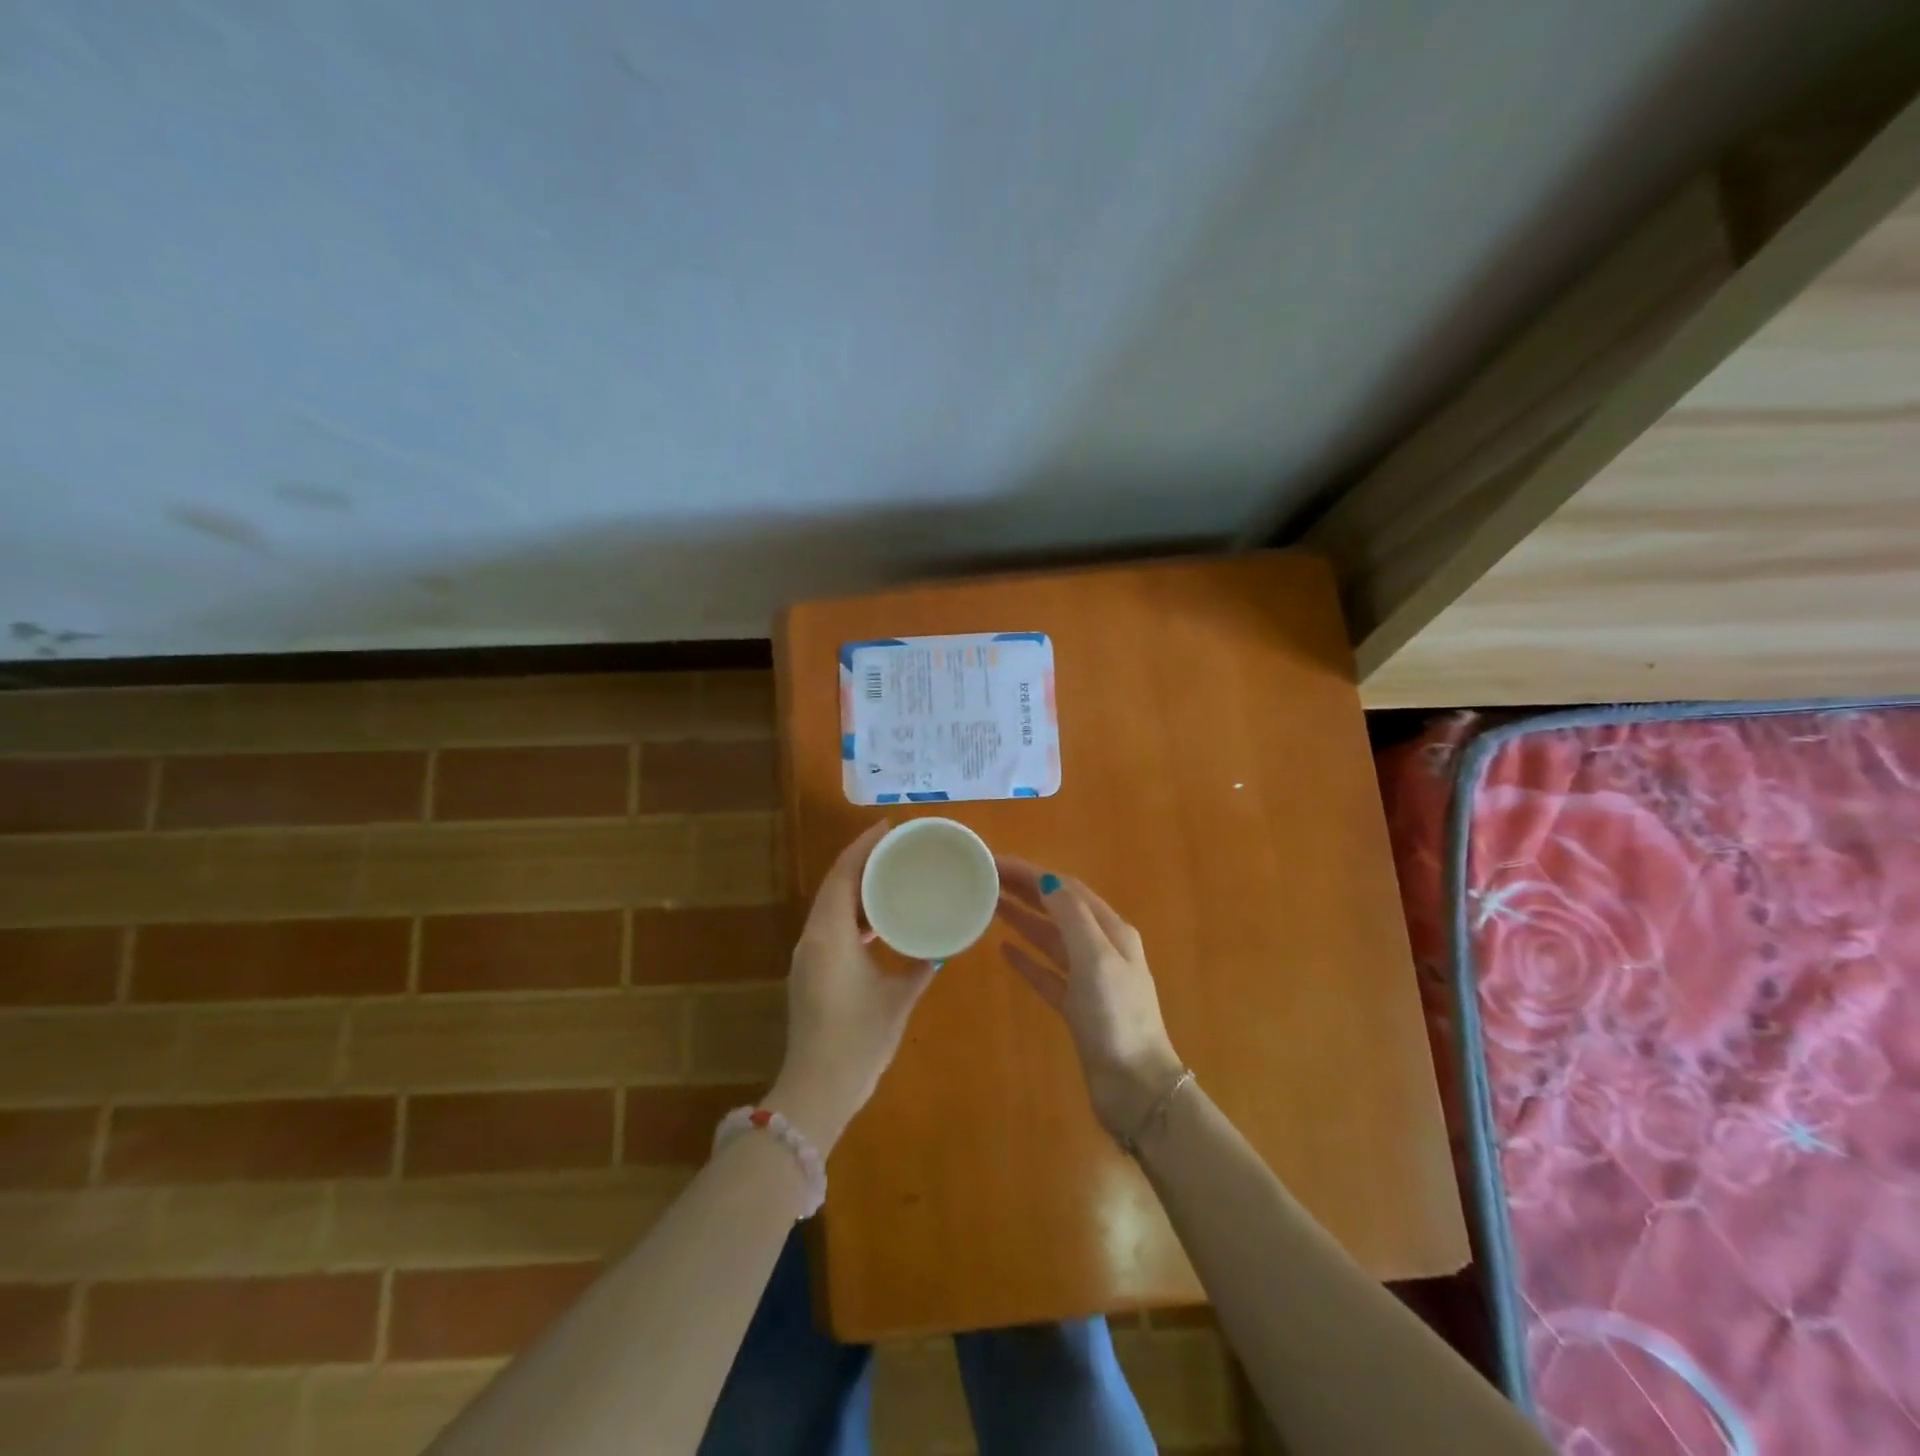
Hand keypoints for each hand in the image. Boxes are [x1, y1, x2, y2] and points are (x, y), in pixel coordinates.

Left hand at [765, 823, 936, 1154]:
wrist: (817, 1090)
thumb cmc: (859, 1039)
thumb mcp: (897, 998)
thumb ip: (920, 966)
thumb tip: (941, 947)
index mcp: (830, 935)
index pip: (843, 875)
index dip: (863, 846)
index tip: (889, 828)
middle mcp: (812, 937)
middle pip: (834, 885)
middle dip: (862, 862)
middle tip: (897, 848)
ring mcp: (807, 956)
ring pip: (830, 906)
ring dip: (856, 888)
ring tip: (891, 876)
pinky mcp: (809, 972)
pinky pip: (830, 926)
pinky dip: (852, 913)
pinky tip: (877, 920)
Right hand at [994, 859, 1183, 1141]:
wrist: (1135, 1086)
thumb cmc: (1116, 1017)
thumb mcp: (1096, 959)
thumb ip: (1071, 916)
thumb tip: (1047, 879)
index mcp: (1112, 931)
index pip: (1067, 888)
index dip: (1032, 872)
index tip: (996, 863)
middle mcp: (1102, 948)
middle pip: (1059, 909)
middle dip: (1025, 891)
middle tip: (986, 879)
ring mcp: (1089, 979)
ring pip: (1051, 939)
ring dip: (1023, 920)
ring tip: (990, 906)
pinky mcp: (1077, 1008)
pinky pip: (1047, 973)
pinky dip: (1027, 959)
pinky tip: (1004, 951)